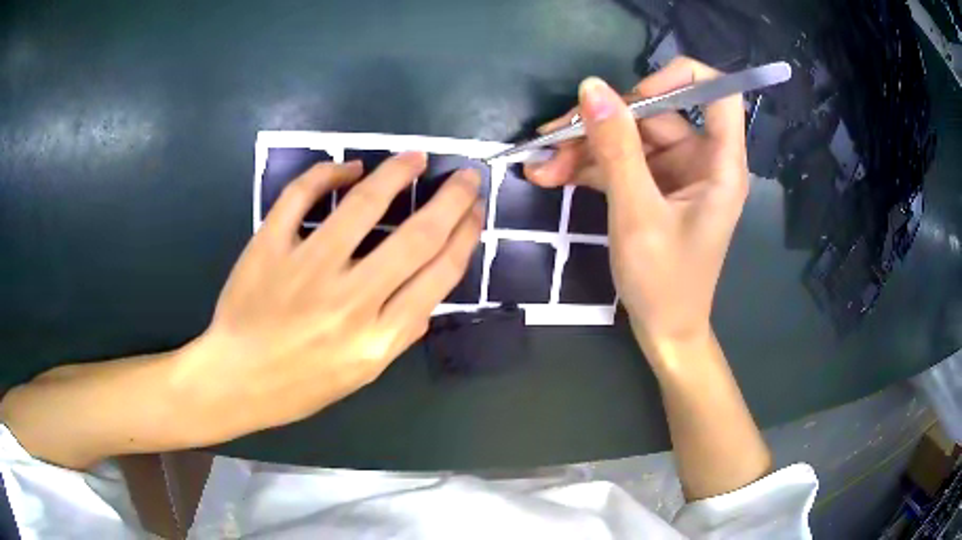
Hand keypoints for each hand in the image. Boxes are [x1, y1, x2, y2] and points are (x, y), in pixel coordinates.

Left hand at [177, 153, 482, 441]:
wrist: (236, 381)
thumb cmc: (299, 385)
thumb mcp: (361, 375)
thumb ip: (399, 336)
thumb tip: (429, 299)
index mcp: (377, 337)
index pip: (439, 275)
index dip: (465, 236)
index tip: (475, 212)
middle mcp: (350, 301)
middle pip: (416, 237)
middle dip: (451, 200)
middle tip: (466, 177)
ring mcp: (306, 269)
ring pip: (363, 206)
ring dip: (396, 174)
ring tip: (415, 158)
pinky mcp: (269, 248)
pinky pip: (301, 197)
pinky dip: (327, 174)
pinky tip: (347, 169)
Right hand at [526, 57, 748, 346]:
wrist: (664, 331)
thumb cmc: (664, 283)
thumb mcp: (637, 215)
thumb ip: (617, 149)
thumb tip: (592, 89)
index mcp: (720, 163)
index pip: (718, 92)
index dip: (677, 79)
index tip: (634, 96)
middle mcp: (702, 159)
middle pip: (655, 113)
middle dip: (601, 123)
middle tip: (549, 139)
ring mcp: (676, 173)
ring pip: (630, 137)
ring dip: (584, 148)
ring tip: (540, 168)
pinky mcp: (654, 187)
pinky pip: (622, 161)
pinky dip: (589, 166)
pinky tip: (552, 176)